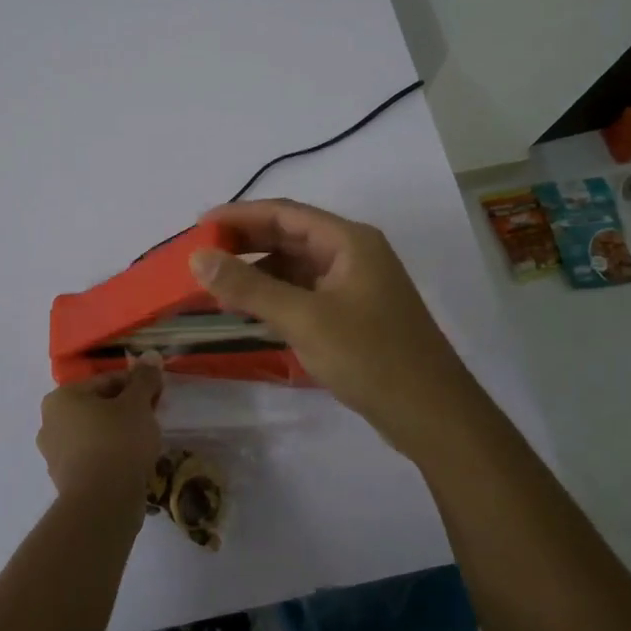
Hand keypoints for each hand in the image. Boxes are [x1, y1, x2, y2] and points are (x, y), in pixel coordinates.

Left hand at [37, 358, 163, 509]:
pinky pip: (93, 458)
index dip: (136, 386)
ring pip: (95, 433)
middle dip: (126, 410)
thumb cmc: (118, 442)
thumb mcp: (137, 404)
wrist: (102, 504)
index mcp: (61, 397)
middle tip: (152, 420)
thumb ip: (144, 379)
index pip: (106, 381)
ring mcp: (54, 454)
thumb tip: (150, 357)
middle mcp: (50, 422)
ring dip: (118, 433)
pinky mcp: (65, 480)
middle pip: (98, 407)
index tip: (158, 397)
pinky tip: (131, 464)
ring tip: (144, 444)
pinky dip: (110, 456)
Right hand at [189, 199, 480, 461]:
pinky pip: (304, 294)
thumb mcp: (304, 319)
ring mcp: (355, 286)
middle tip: (201, 256)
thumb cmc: (371, 357)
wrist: (433, 416)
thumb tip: (198, 257)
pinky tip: (248, 311)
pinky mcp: (353, 315)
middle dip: (245, 243)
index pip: (285, 213)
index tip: (200, 224)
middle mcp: (353, 255)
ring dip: (257, 273)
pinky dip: (275, 297)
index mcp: (349, 241)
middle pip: (290, 237)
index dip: (240, 215)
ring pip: (295, 267)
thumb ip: (248, 287)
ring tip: (215, 286)